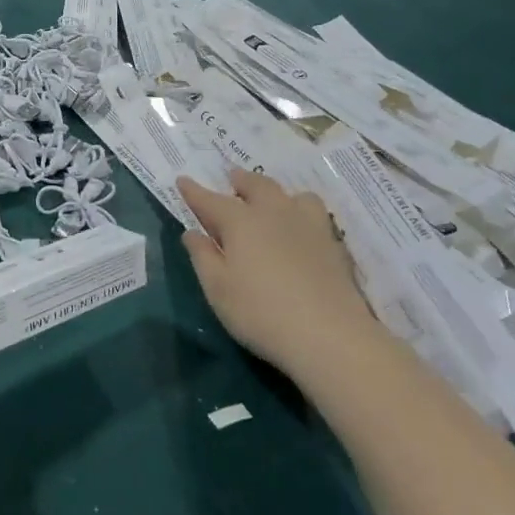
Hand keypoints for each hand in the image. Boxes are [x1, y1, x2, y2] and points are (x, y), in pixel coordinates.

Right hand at [178, 172, 379, 374]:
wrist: (330, 336)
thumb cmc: (260, 312)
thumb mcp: (217, 288)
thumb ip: (202, 256)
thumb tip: (192, 232)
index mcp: (240, 221)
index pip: (210, 199)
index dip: (193, 190)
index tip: (182, 180)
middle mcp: (274, 213)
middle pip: (256, 185)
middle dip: (240, 180)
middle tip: (231, 179)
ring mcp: (308, 226)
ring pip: (293, 195)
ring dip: (276, 193)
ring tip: (271, 202)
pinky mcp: (333, 244)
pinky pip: (314, 214)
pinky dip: (300, 212)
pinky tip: (299, 229)